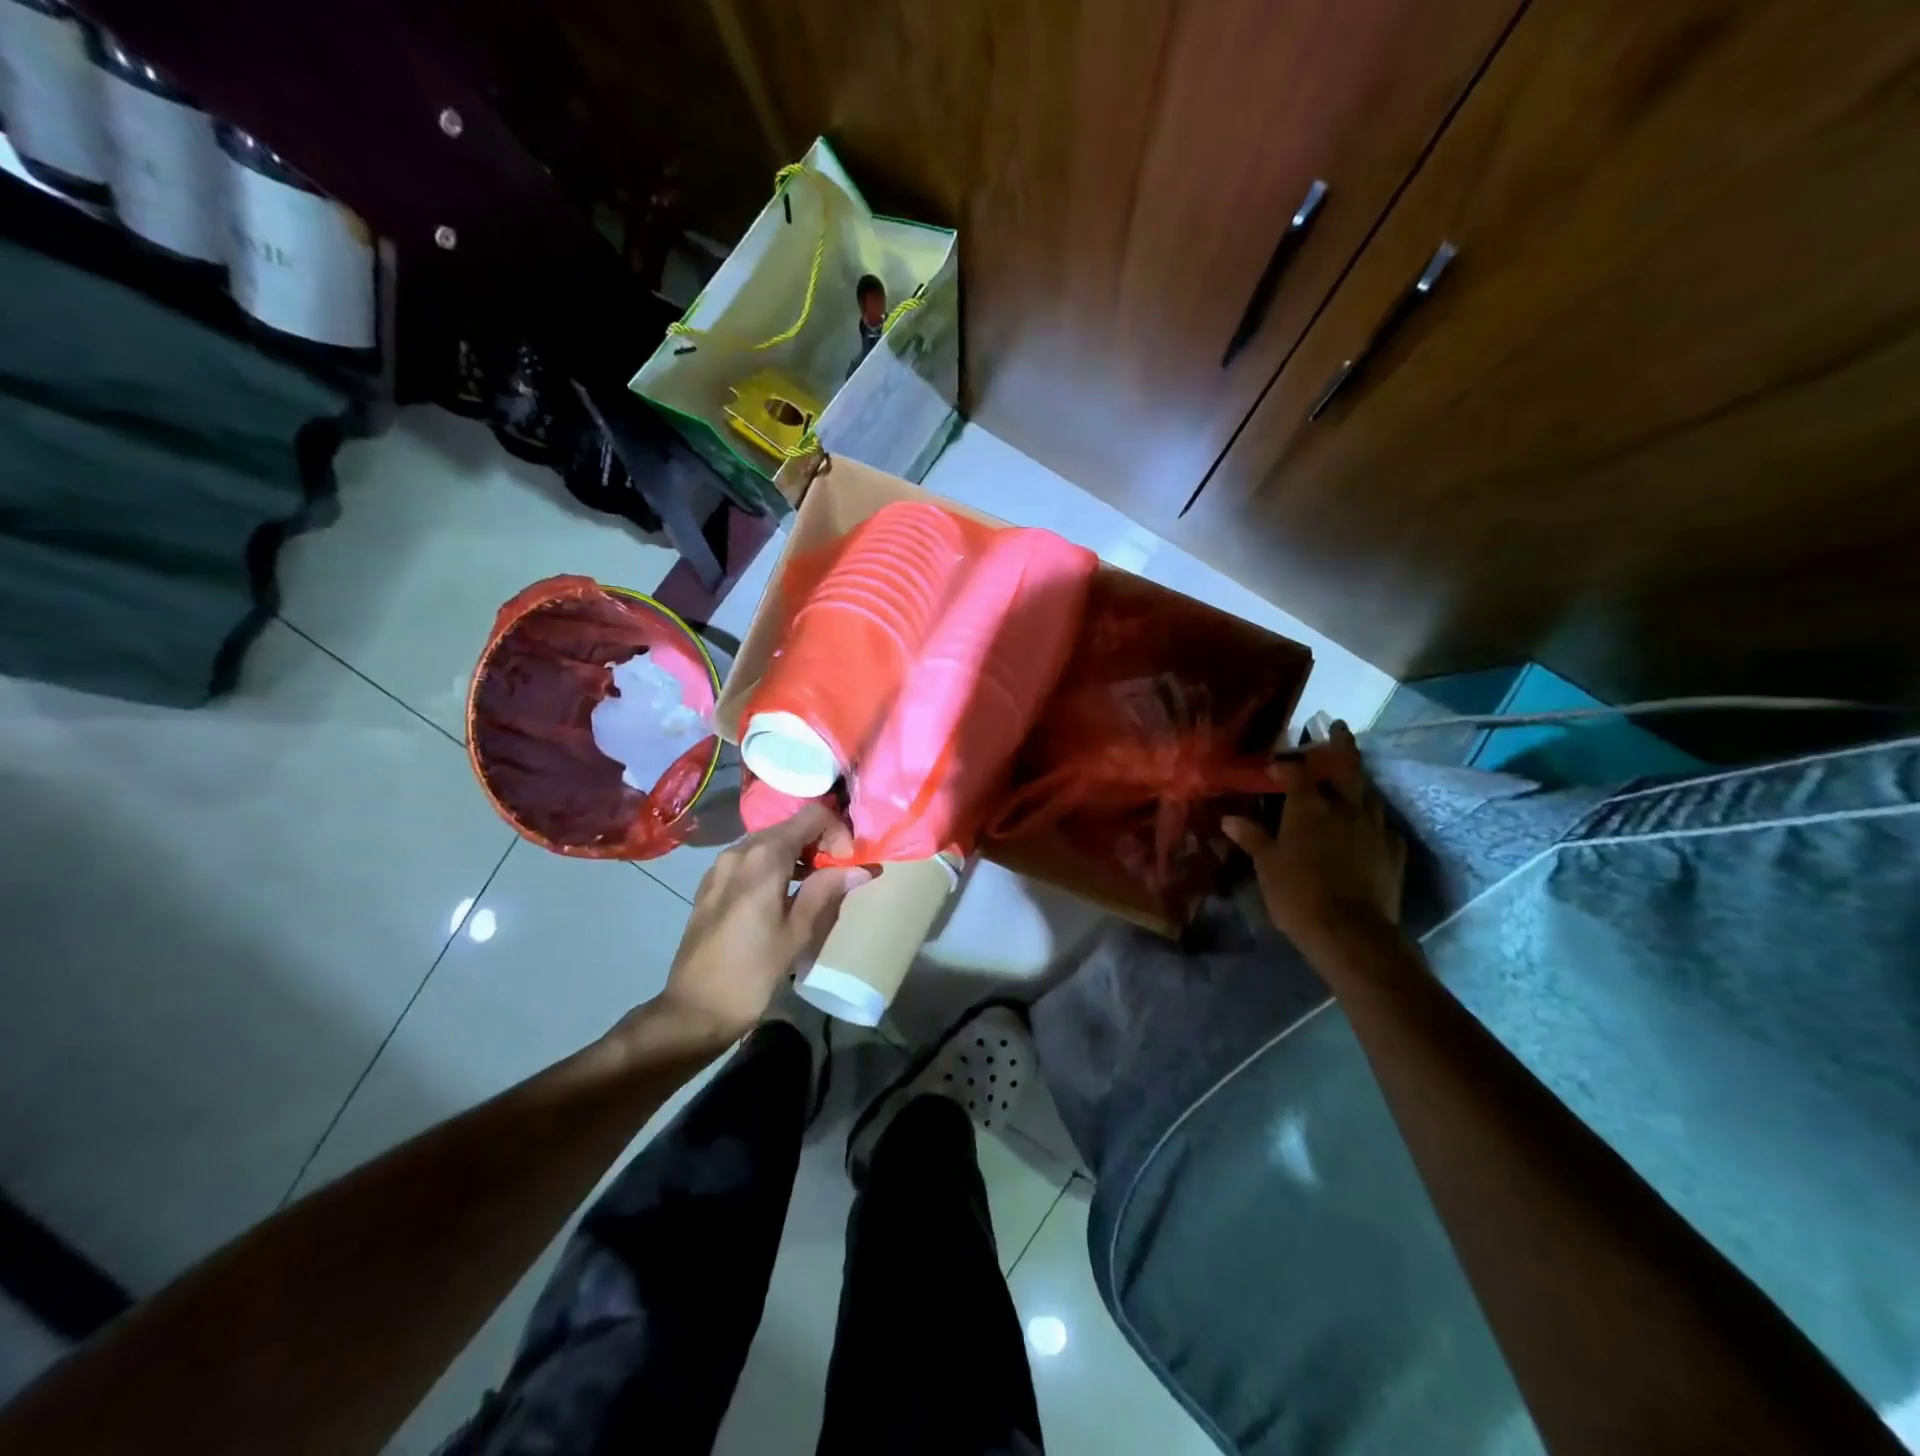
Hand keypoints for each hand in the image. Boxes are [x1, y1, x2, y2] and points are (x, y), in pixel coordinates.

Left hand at [647, 802, 872, 1047]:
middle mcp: (740, 850)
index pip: (812, 816)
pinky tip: (783, 895)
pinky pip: (750, 859)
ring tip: (816, 886)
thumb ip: (828, 891)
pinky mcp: (711, 884)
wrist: (694, 1009)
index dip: (838, 832)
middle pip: (790, 826)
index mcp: (764, 856)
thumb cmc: (752, 972)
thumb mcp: (797, 932)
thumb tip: (862, 868)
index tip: (849, 864)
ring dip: (798, 854)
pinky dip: (774, 865)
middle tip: (839, 874)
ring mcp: (720, 866)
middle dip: (820, 842)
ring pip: (769, 842)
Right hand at [1222, 721, 1406, 956]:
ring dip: (1359, 783)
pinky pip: (1385, 828)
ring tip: (1351, 781)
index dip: (1287, 765)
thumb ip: (1253, 838)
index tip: (1277, 764)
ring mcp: (1375, 829)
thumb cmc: (1297, 893)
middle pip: (1347, 768)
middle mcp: (1345, 808)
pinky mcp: (1394, 852)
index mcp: (1309, 807)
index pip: (1297, 773)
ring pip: (1369, 795)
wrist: (1350, 932)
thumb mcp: (1267, 865)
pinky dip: (1374, 823)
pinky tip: (1369, 829)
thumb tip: (1229, 819)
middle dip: (1342, 745)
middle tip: (1337, 726)